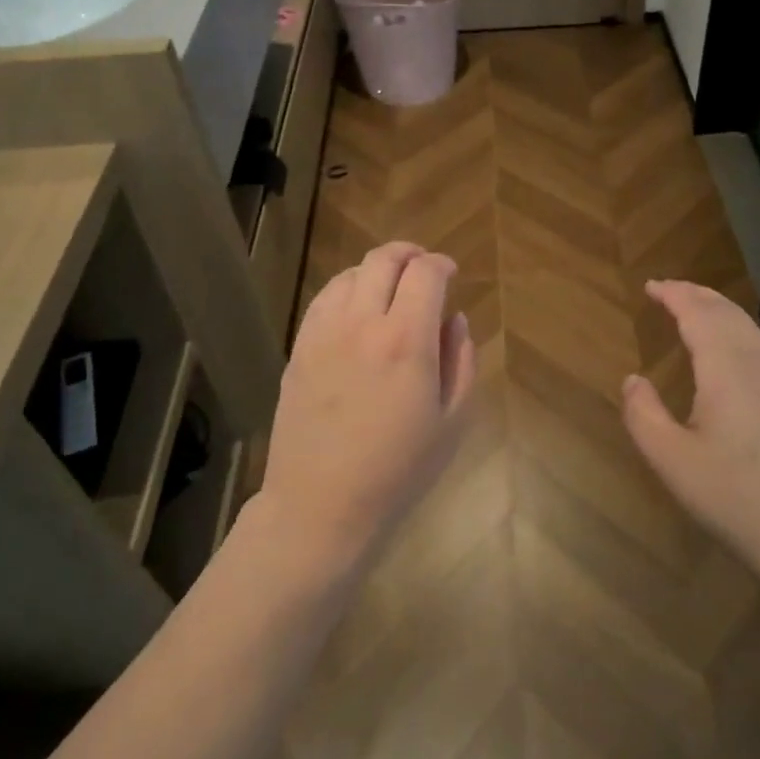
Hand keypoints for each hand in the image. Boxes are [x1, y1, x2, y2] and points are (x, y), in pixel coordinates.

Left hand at [259, 242, 476, 567]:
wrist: (321, 504)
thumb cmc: (398, 470)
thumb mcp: (452, 421)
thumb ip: (460, 360)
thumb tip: (453, 319)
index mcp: (407, 340)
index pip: (425, 274)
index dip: (442, 264)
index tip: (451, 272)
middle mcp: (362, 323)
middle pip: (383, 260)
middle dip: (410, 254)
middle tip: (424, 267)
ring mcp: (323, 333)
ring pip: (350, 274)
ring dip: (376, 270)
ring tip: (391, 288)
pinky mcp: (299, 349)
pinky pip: (323, 300)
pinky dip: (346, 290)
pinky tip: (356, 310)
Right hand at [620, 280, 759, 585]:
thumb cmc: (737, 497)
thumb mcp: (672, 461)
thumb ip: (643, 414)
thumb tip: (633, 379)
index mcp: (726, 366)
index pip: (697, 311)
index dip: (673, 294)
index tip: (650, 286)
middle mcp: (758, 361)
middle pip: (726, 311)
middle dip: (695, 294)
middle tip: (668, 291)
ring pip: (748, 327)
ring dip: (718, 311)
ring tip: (695, 312)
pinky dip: (737, 332)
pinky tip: (731, 354)